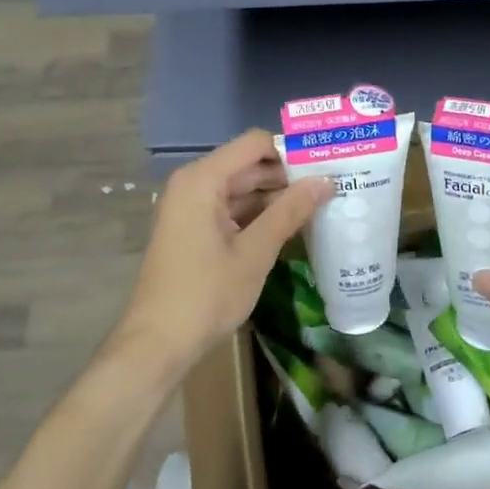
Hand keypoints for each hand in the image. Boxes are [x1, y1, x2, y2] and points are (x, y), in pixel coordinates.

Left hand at [115, 128, 332, 375]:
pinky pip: (230, 210)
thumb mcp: (254, 252)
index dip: (290, 151)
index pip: (254, 144)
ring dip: (276, 198)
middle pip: (248, 166)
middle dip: (287, 175)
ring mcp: (190, 209)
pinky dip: (258, 216)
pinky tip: (290, 228)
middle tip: (332, 186)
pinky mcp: (193, 231)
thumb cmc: (205, 294)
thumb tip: (325, 180)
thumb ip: (289, 211)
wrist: (156, 344)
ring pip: (241, 190)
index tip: (325, 164)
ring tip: (320, 205)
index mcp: (202, 180)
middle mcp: (193, 185)